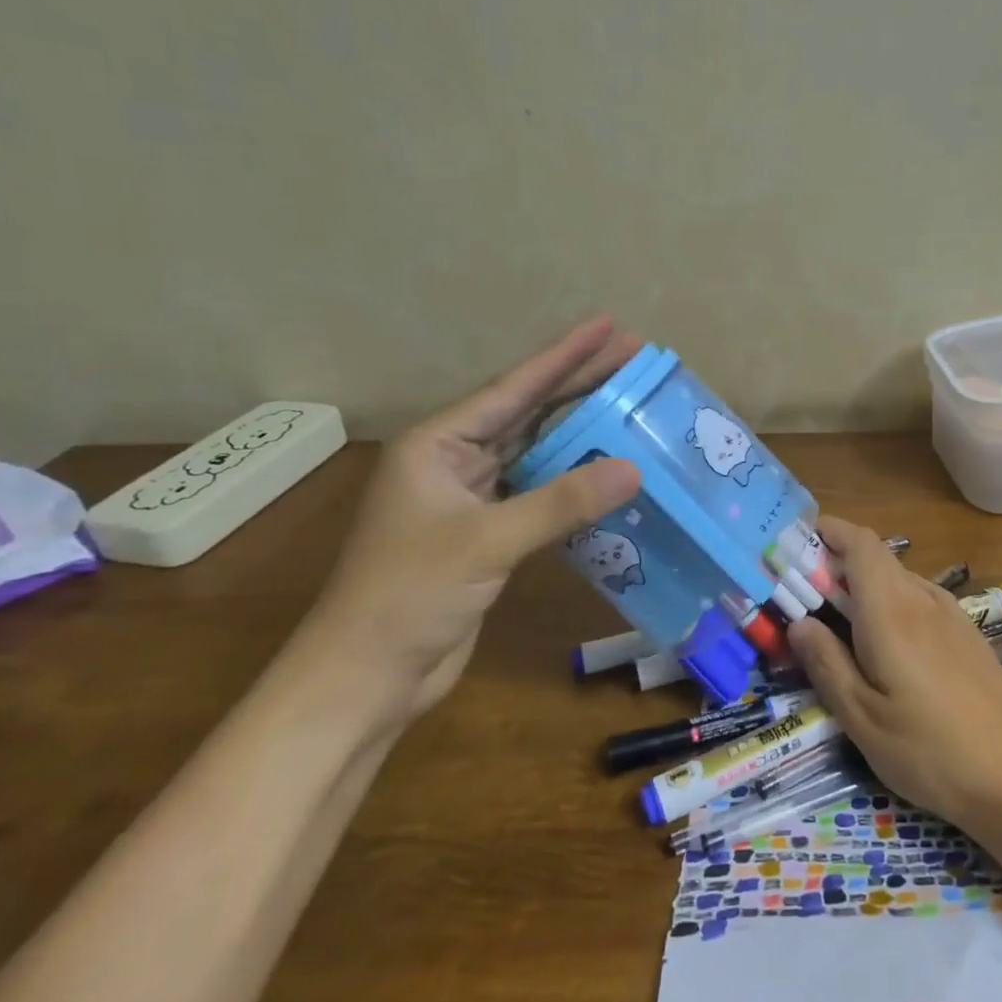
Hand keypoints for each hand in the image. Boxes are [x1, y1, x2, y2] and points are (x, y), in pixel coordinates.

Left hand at [294, 317, 641, 727]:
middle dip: (580, 384)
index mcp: (438, 444)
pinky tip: (608, 471)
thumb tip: (634, 468)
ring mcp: (471, 498)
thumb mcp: (487, 541)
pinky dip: (574, 482)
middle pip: (528, 412)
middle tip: (635, 357)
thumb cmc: (409, 596)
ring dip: (580, 432)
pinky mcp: (487, 533)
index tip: (610, 324)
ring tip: (631, 404)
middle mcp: (454, 461)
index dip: (565, 354)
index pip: (514, 388)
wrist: (367, 677)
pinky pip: (540, 493)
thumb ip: (562, 502)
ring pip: (537, 452)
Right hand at [786, 517, 1001, 830]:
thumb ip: (826, 663)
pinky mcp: (969, 634)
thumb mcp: (861, 717)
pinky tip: (889, 647)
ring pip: (899, 579)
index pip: (860, 543)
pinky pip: (921, 599)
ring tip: (843, 623)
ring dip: (866, 585)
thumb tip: (799, 622)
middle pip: (877, 558)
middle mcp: (922, 599)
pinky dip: (892, 603)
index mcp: (891, 611)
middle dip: (838, 563)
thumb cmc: (927, 749)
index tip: (798, 542)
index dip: (829, 530)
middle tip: (807, 595)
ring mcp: (952, 614)